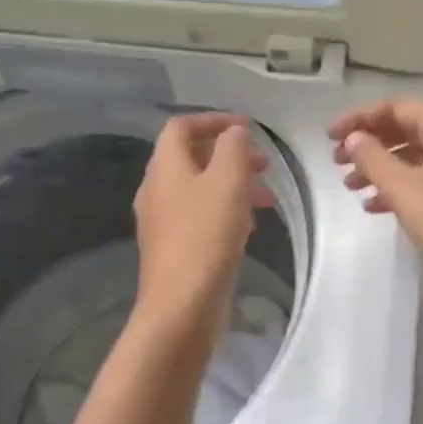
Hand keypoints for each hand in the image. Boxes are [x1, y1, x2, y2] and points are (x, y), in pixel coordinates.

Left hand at [132, 113, 275, 344]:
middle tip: (263, 163)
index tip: (247, 128)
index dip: (214, 120)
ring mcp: (162, 221)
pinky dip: (224, 210)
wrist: (182, 303)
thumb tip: (233, 132)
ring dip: (231, 184)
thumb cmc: (207, 235)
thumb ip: (233, 148)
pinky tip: (248, 226)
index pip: (181, 127)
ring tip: (266, 197)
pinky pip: (198, 216)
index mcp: (164, 167)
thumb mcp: (228, 181)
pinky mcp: (173, 248)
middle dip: (228, 155)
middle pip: (190, 158)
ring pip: (198, 189)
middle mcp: (156, 189)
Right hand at [328, 97, 422, 286]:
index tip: (330, 135)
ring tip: (349, 185)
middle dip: (368, 143)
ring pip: (411, 158)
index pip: (397, 108)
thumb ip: (372, 158)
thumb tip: (353, 138)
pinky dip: (396, 188)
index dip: (360, 117)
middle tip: (336, 159)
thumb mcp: (403, 187)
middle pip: (404, 131)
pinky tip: (371, 205)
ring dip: (378, 168)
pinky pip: (421, 181)